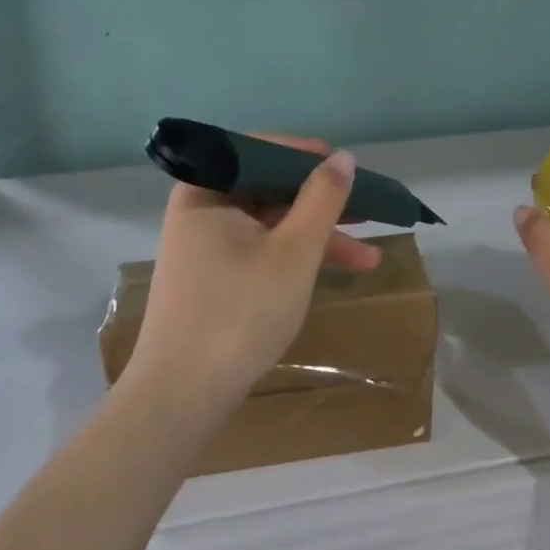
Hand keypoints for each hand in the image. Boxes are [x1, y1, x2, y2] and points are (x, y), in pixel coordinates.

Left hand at [125, 137, 378, 418]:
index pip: (262, 150)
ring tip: (369, 257)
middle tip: (368, 211)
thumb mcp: (295, 251)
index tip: (348, 168)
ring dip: (319, 236)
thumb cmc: (239, 312)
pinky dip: (297, 257)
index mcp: (208, 190)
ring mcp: (206, 245)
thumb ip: (323, 198)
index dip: (309, 156)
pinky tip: (335, 272)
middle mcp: (202, 209)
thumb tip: (343, 156)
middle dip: (323, 203)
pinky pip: (262, 249)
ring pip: (272, 223)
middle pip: (271, 188)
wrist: (180, 398)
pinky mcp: (213, 277)